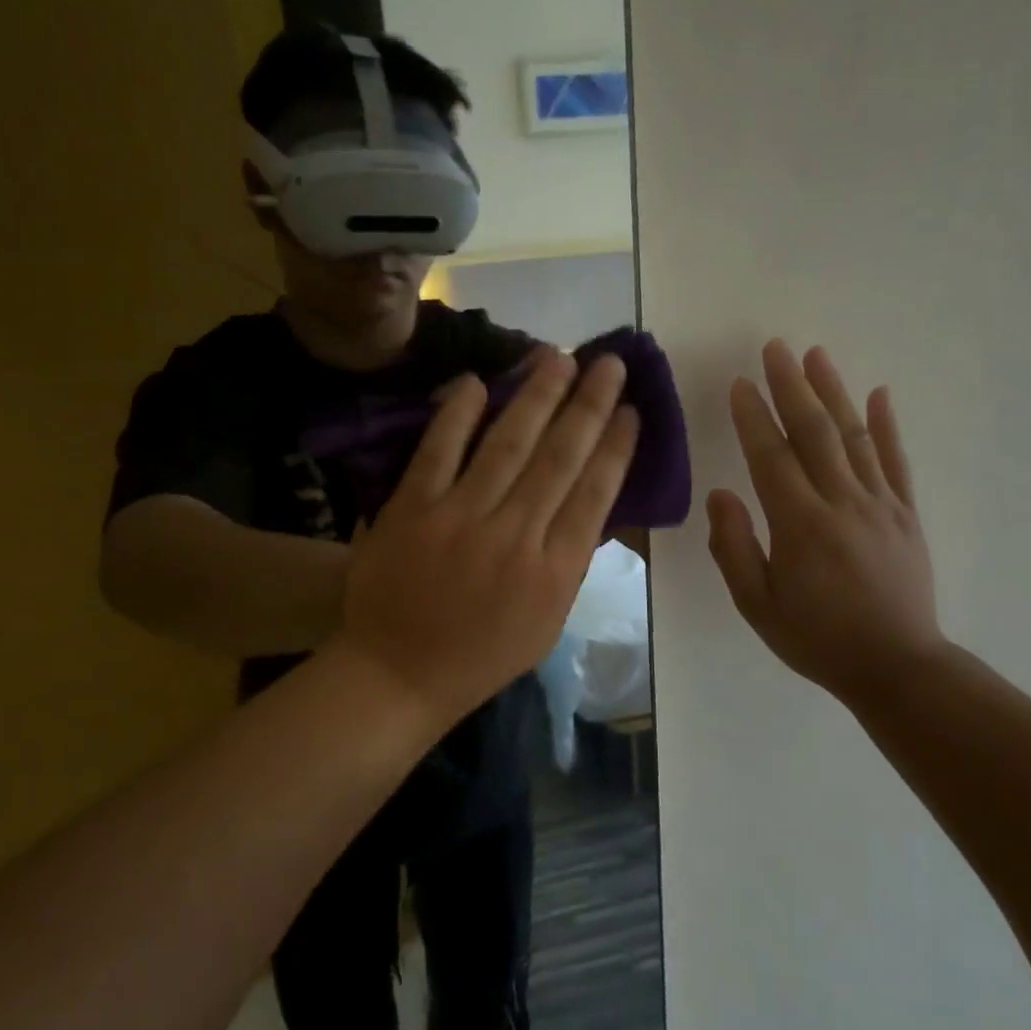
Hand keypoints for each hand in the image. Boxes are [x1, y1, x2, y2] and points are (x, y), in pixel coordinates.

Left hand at [336, 349, 638, 724]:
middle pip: (560, 457)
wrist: (397, 674)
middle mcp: (515, 535)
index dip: (616, 447)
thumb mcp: (546, 622)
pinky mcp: (412, 508)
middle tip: (609, 362)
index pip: (595, 494)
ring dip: (536, 395)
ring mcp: (460, 518)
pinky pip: (439, 451)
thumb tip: (590, 501)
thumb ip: (570, 562)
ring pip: (507, 443)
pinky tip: (478, 381)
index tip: (633, 410)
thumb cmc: (480, 655)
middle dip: (589, 404)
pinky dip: (458, 415)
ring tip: (557, 356)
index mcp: (554, 572)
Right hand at [707, 340, 944, 707]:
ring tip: (816, 355)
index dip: (753, 418)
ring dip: (833, 392)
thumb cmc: (817, 639)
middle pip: (815, 432)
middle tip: (775, 348)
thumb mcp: (757, 605)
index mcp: (801, 525)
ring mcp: (881, 504)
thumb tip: (721, 495)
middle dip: (791, 386)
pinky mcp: (906, 513)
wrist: (897, 666)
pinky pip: (896, 460)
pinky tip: (878, 394)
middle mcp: (842, 503)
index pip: (772, 458)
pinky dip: (886, 425)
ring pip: (854, 436)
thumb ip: (734, 548)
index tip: (739, 383)